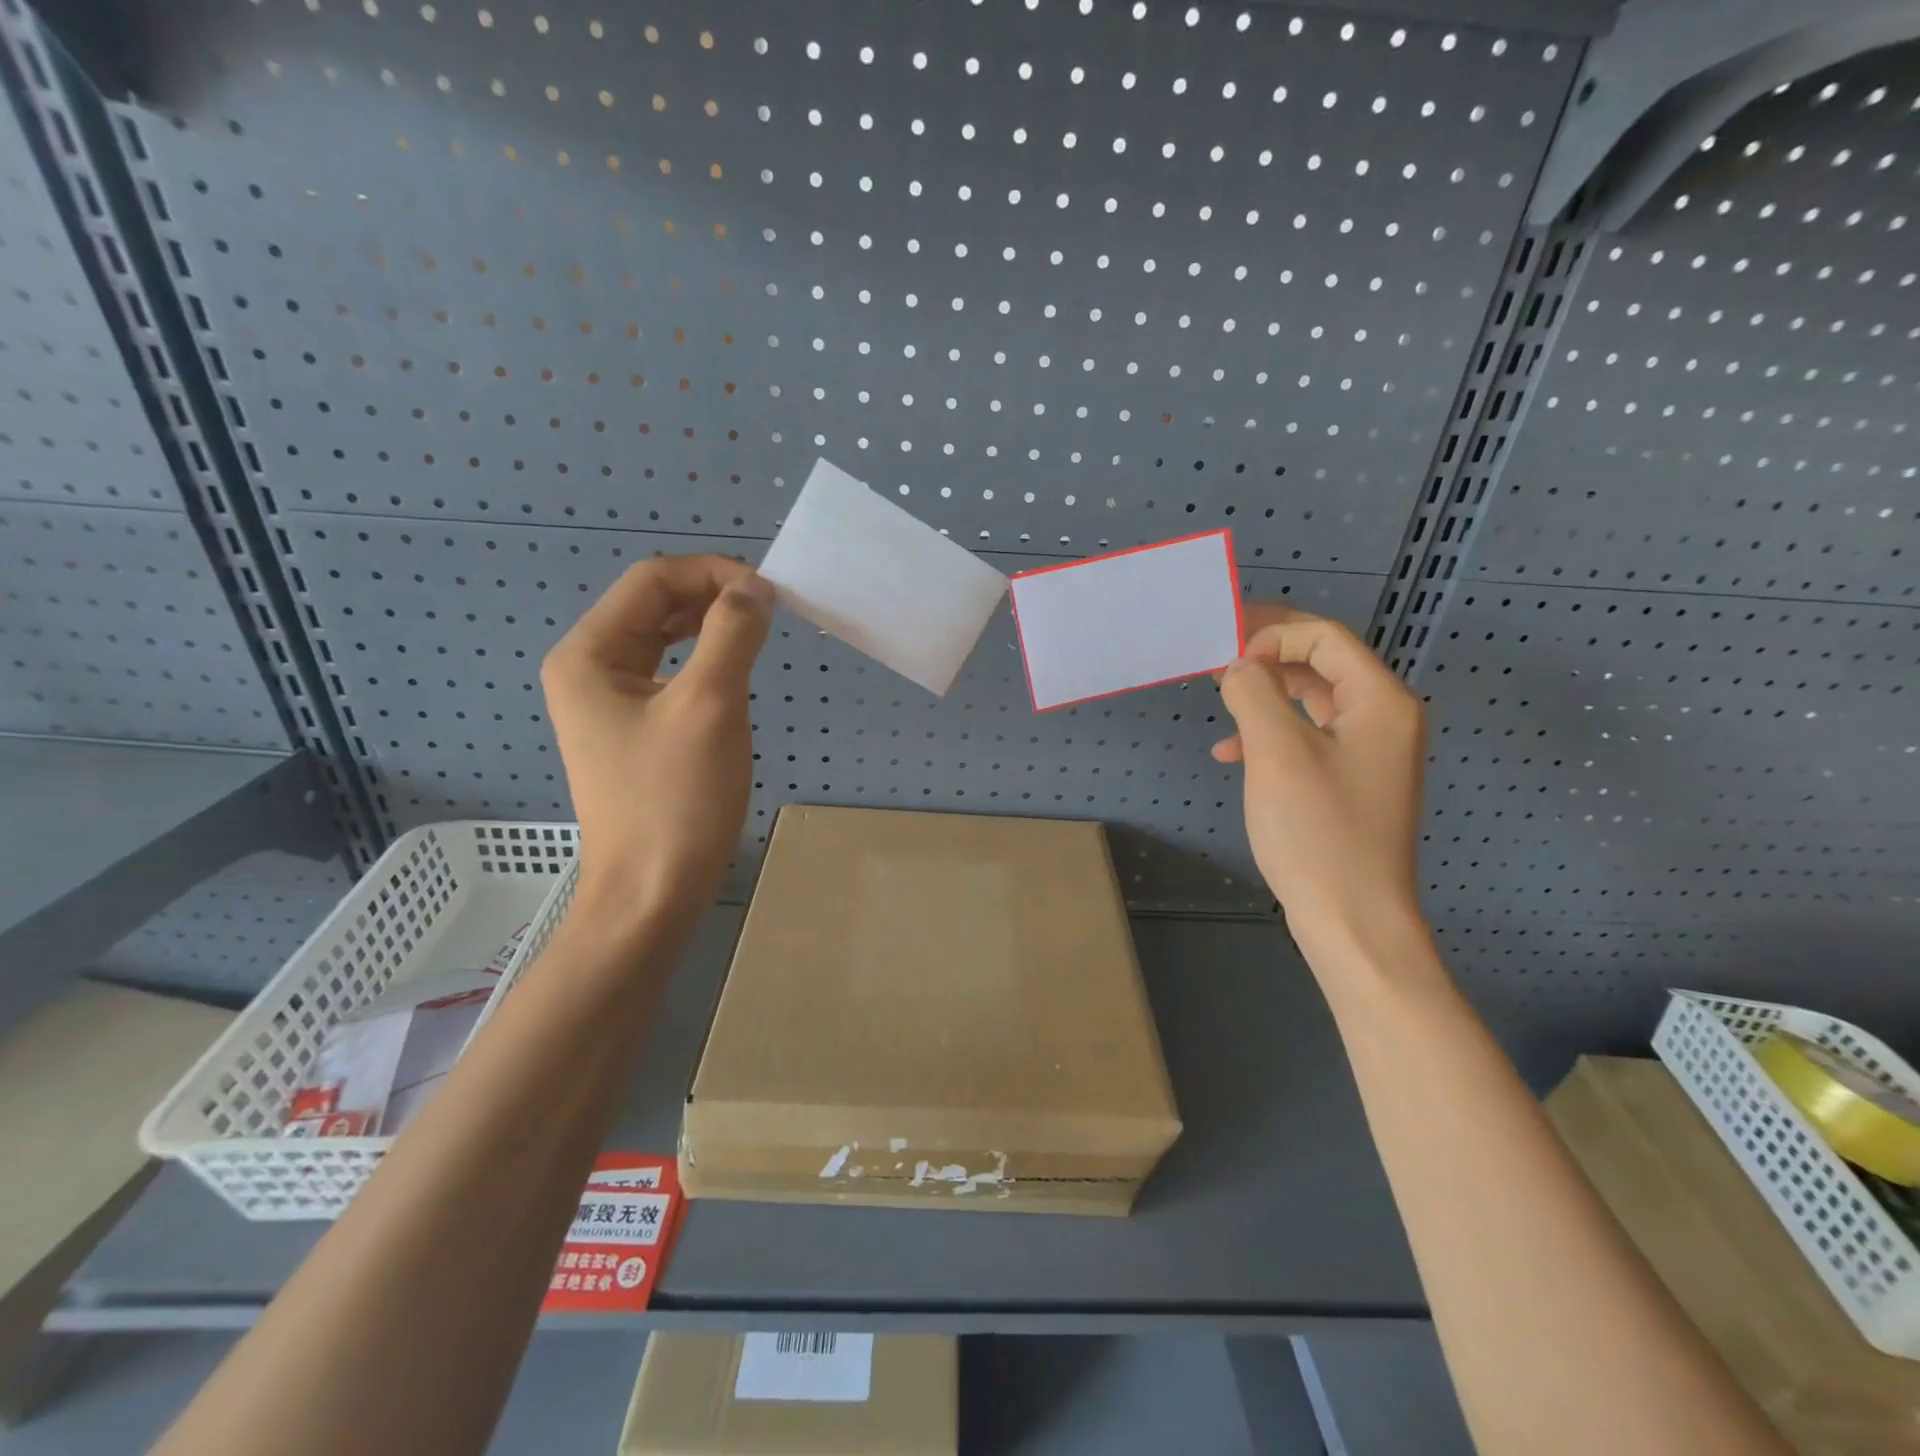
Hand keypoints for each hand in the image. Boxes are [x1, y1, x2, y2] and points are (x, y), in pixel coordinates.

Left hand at [541, 554, 772, 921]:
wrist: (651, 893)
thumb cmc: (676, 799)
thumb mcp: (709, 706)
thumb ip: (731, 634)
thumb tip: (755, 588)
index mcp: (589, 654)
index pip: (653, 580)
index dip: (713, 573)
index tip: (770, 592)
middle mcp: (589, 668)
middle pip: (653, 604)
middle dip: (712, 596)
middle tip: (770, 609)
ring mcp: (608, 702)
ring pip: (662, 638)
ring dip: (710, 625)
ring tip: (757, 631)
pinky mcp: (632, 730)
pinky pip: (668, 674)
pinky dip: (704, 660)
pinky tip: (732, 669)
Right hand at [1215, 604, 1427, 952]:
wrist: (1353, 922)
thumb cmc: (1318, 832)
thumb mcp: (1276, 753)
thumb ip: (1254, 693)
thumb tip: (1240, 667)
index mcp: (1380, 702)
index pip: (1326, 638)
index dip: (1274, 634)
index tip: (1225, 654)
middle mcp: (1384, 719)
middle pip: (1322, 665)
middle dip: (1267, 659)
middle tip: (1216, 660)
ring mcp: (1370, 754)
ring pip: (1311, 703)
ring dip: (1264, 698)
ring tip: (1220, 703)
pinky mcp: (1351, 783)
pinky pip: (1308, 739)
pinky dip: (1271, 737)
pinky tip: (1233, 756)